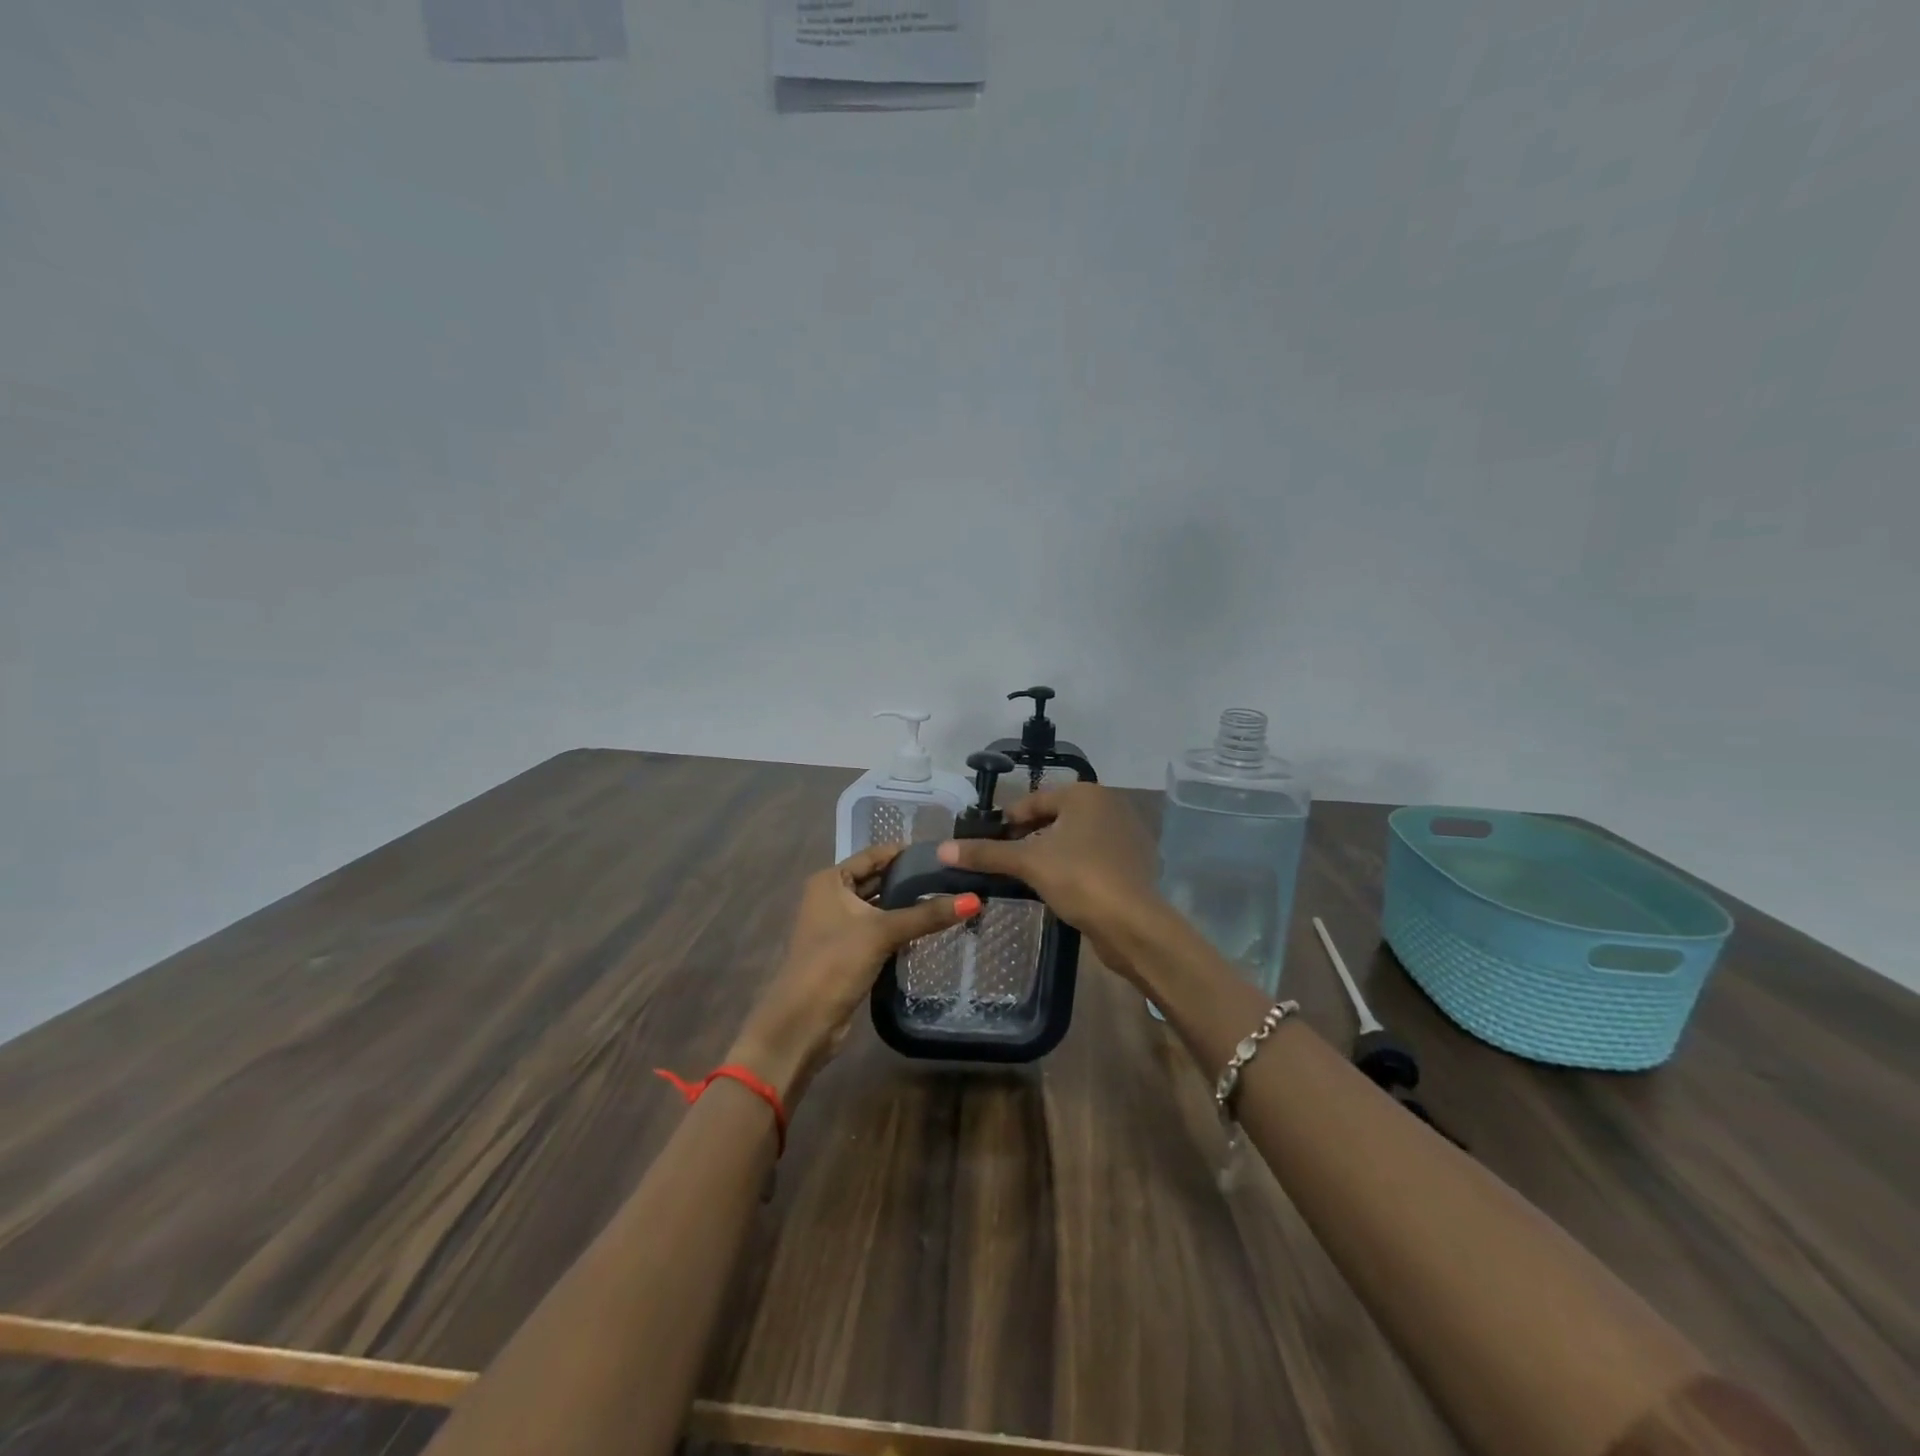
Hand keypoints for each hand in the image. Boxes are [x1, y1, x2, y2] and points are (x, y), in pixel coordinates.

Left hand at [728, 842, 979, 1105]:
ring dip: (908, 906)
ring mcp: (839, 925)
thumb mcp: (882, 932)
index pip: (875, 855)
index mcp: (830, 880)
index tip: (944, 853)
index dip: (907, 852)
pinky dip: (901, 928)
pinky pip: (880, 930)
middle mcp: (832, 897)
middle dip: (911, 879)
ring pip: (881, 907)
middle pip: (878, 880)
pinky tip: (931, 928)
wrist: (803, 1023)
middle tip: (954, 877)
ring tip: (951, 898)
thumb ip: (927, 915)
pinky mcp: (849, 952)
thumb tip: (974, 900)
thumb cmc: (835, 964)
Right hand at [935, 783, 1159, 962]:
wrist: (1133, 924)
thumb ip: (986, 853)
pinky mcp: (1133, 861)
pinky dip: (1073, 865)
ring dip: (1049, 852)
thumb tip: (942, 849)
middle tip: (1003, 859)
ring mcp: (1125, 833)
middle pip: (1054, 817)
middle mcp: (1109, 804)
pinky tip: (1058, 887)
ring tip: (1026, 875)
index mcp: (1085, 794)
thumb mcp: (1028, 863)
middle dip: (1028, 836)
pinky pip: (1092, 855)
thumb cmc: (1079, 879)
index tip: (986, 842)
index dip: (1007, 821)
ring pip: (1074, 837)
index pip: (1034, 800)